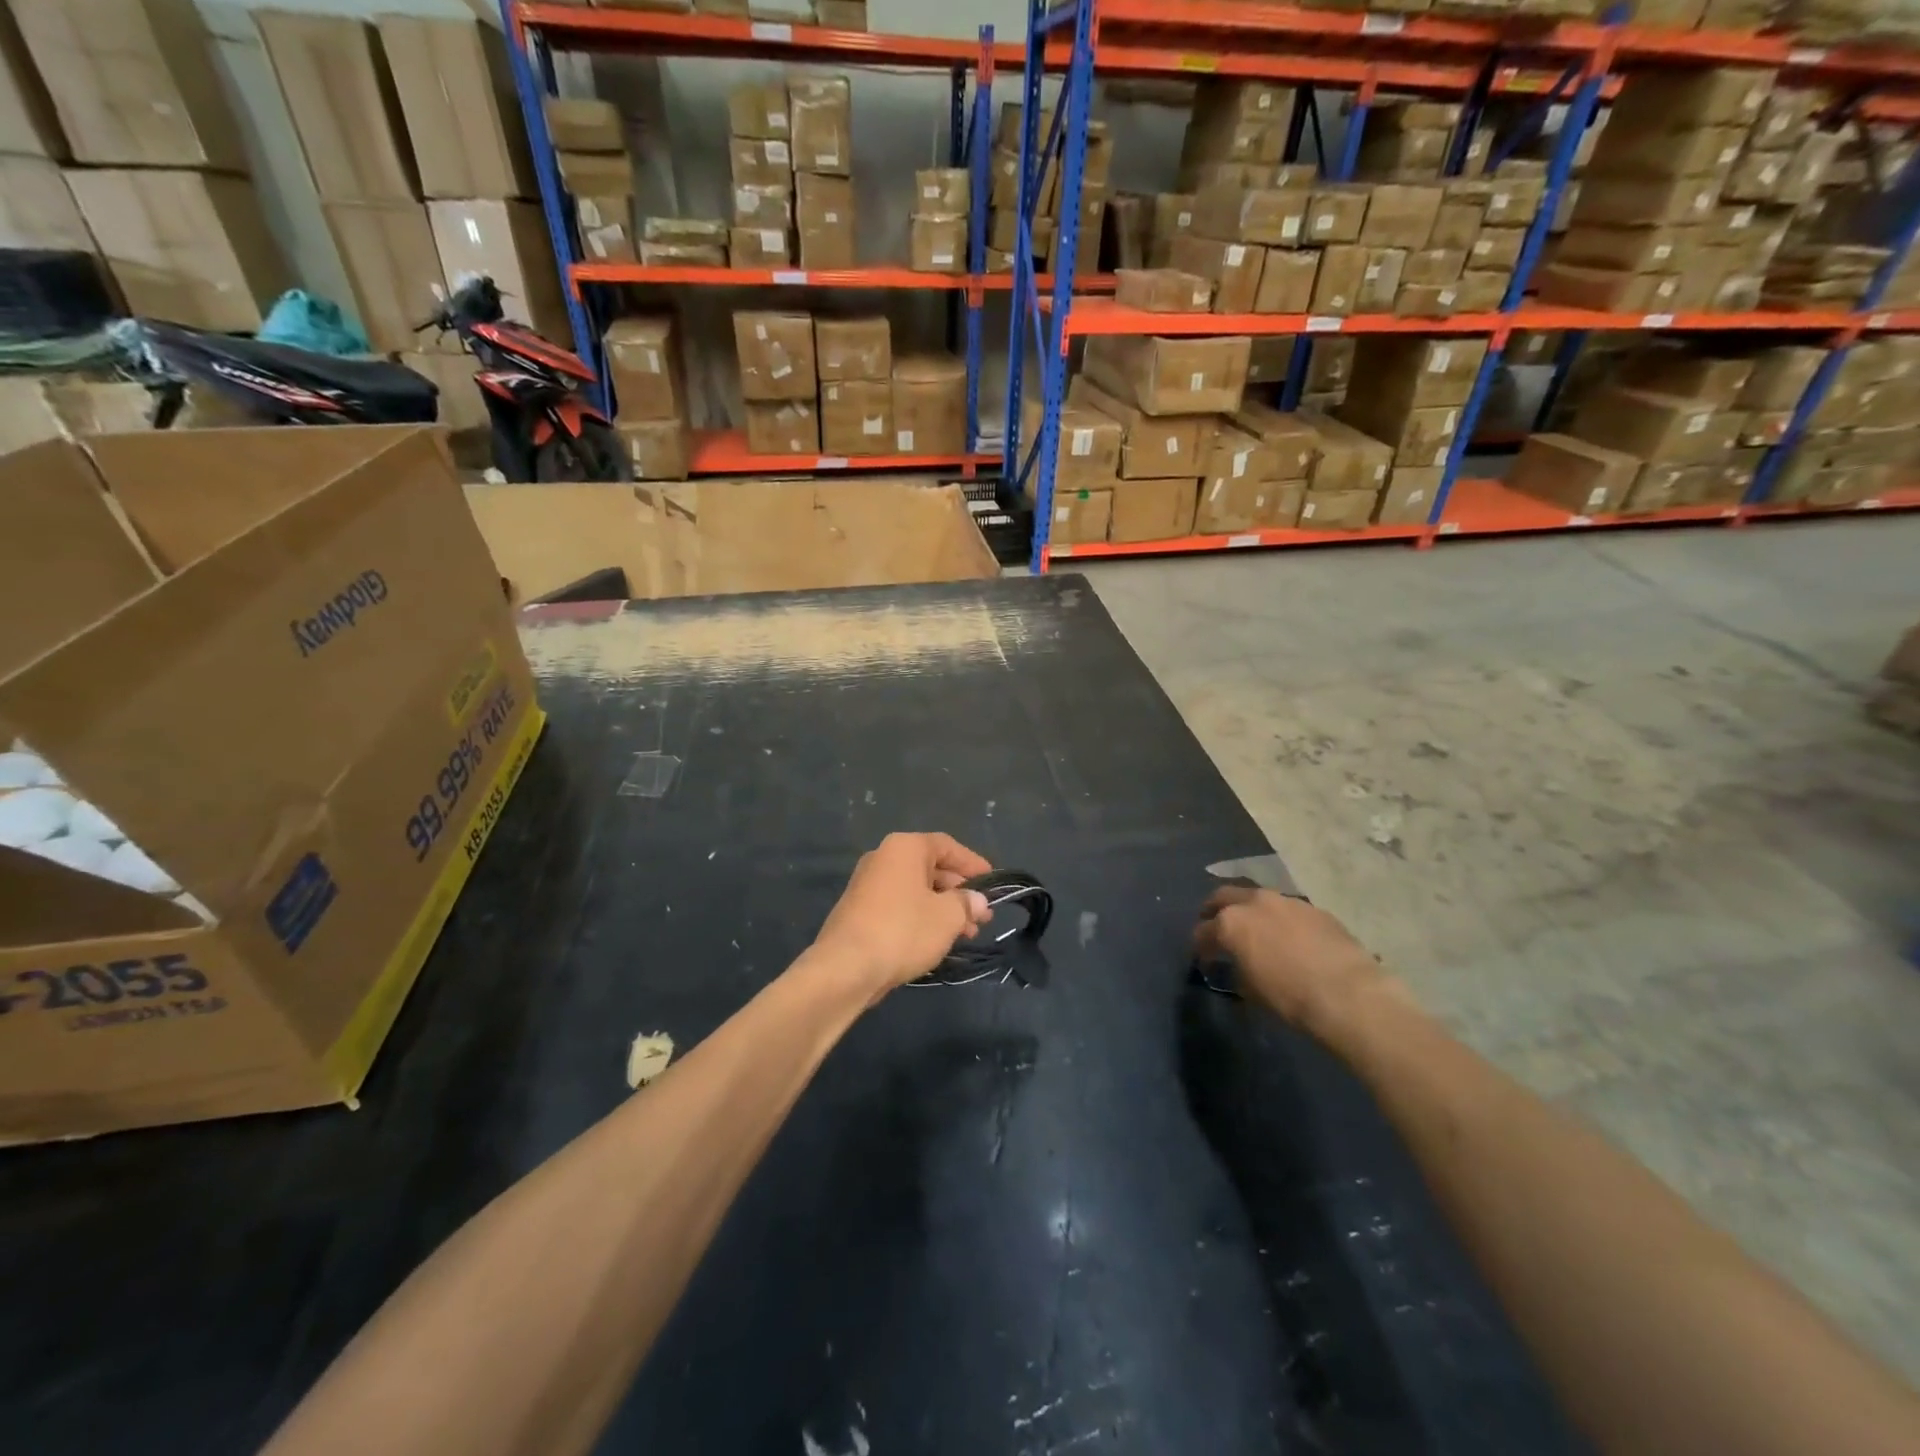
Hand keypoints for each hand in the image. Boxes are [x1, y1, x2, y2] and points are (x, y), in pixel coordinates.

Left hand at [813, 833, 993, 997]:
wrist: (846, 968)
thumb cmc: (903, 930)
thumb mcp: (947, 916)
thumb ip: (967, 903)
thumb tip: (977, 900)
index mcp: (904, 848)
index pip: (947, 846)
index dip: (973, 863)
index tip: (993, 883)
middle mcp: (883, 858)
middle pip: (931, 868)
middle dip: (959, 892)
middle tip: (982, 916)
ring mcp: (867, 885)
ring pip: (916, 890)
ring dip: (943, 909)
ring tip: (966, 934)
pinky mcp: (859, 912)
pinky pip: (899, 906)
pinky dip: (921, 918)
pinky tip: (937, 941)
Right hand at [1193, 886, 1392, 1034]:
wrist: (1348, 994)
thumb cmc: (1289, 997)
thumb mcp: (1250, 990)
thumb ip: (1237, 969)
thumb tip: (1237, 966)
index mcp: (1230, 923)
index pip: (1203, 931)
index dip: (1200, 946)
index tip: (1203, 958)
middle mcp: (1254, 902)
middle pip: (1223, 897)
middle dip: (1214, 911)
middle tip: (1215, 927)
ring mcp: (1286, 901)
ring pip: (1257, 898)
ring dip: (1250, 911)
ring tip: (1254, 930)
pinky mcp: (1314, 909)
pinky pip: (1287, 909)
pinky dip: (1279, 919)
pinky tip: (1288, 937)